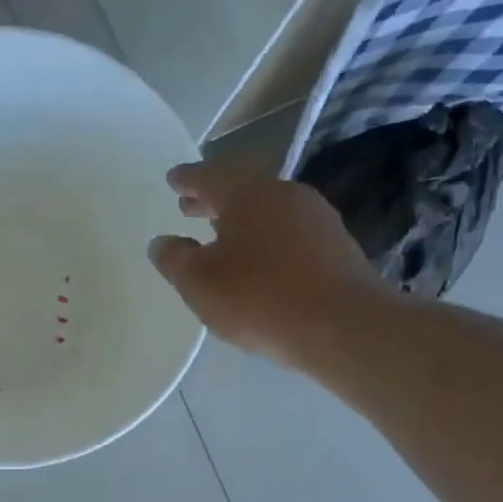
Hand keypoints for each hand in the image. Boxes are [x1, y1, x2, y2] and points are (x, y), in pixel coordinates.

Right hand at [148, 158, 386, 369]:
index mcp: (246, 194)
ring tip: (222, 237)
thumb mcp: (199, 283)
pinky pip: (289, 234)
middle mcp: (283, 194)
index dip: (186, 179)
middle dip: (212, 200)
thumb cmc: (258, 297)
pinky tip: (260, 263)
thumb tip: (162, 243)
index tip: (173, 180)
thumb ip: (174, 260)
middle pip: (241, 190)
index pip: (207, 176)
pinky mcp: (335, 246)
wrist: (340, 325)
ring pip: (267, 212)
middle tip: (189, 208)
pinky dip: (266, 240)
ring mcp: (315, 218)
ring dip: (241, 221)